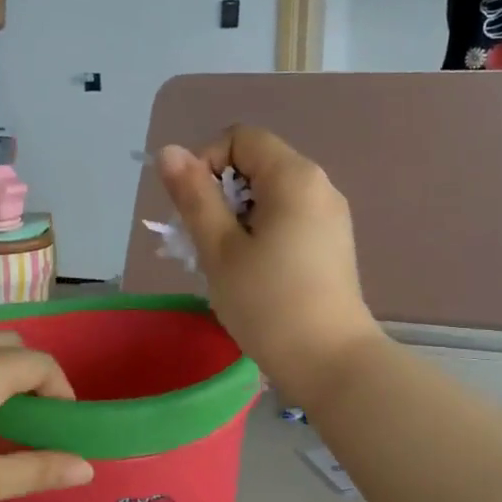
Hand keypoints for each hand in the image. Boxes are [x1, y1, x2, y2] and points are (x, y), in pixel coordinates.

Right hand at [156, 127, 379, 403]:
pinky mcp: (332, 245)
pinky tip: (251, 274)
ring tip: (223, 264)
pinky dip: (260, 234)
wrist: (331, 362)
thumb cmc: (268, 303)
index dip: (207, 163)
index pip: (240, 139)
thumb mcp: (219, 249)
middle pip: (256, 166)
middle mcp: (319, 186)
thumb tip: (169, 151)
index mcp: (294, 177)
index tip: (193, 211)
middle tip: (202, 244)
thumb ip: (193, 196)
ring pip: (269, 197)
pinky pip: (288, 221)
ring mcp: (330, 217)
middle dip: (219, 196)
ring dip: (236, 219)